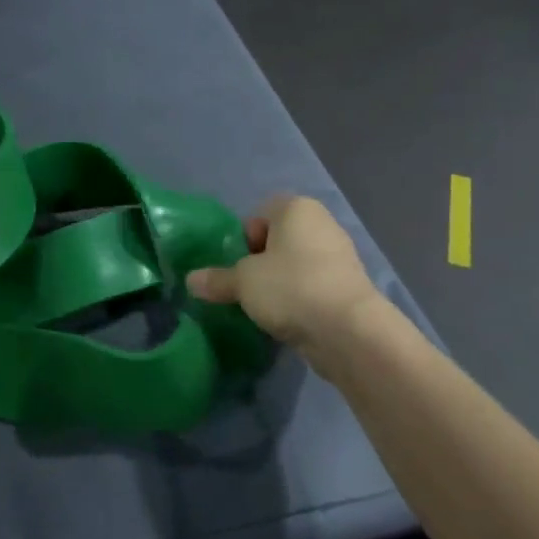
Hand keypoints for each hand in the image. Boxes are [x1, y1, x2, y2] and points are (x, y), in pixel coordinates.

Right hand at [185, 195, 383, 353]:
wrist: (347, 330)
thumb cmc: (290, 287)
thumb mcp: (243, 282)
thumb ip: (216, 279)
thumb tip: (191, 281)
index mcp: (297, 208)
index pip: (259, 214)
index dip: (244, 239)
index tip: (237, 267)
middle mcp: (321, 224)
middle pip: (278, 240)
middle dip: (261, 263)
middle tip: (247, 289)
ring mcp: (339, 256)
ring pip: (296, 265)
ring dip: (280, 284)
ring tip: (266, 309)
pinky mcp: (348, 287)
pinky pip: (312, 287)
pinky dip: (299, 300)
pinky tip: (289, 320)